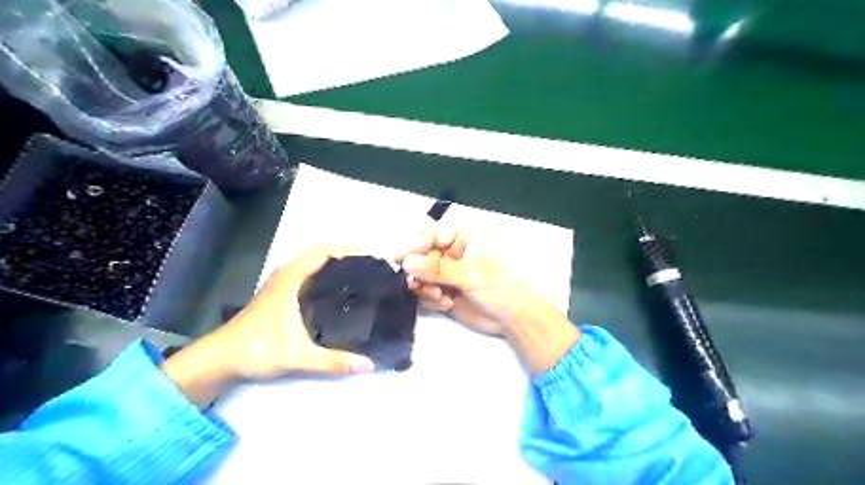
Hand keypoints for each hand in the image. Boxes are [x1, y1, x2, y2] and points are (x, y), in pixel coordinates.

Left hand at [162, 244, 375, 406]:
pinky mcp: (276, 296)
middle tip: (366, 267)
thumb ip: (333, 361)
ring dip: (330, 264)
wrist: (219, 359)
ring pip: (308, 265)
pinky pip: (303, 275)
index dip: (344, 249)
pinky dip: (319, 275)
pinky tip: (331, 292)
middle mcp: (284, 276)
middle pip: (316, 255)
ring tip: (354, 276)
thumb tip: (368, 365)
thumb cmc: (257, 350)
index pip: (320, 252)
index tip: (367, 256)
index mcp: (290, 280)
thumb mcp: (298, 357)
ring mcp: (278, 285)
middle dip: (342, 255)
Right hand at [395, 228, 549, 336]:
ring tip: (438, 296)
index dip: (415, 245)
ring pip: (417, 276)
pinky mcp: (441, 292)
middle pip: (418, 256)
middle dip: (417, 271)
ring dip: (423, 287)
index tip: (402, 259)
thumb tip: (407, 262)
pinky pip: (423, 293)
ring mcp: (443, 274)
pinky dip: (430, 300)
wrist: (513, 317)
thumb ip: (438, 268)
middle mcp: (448, 253)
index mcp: (459, 238)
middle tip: (418, 284)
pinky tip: (446, 304)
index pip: (429, 235)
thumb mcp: (471, 273)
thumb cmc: (499, 286)